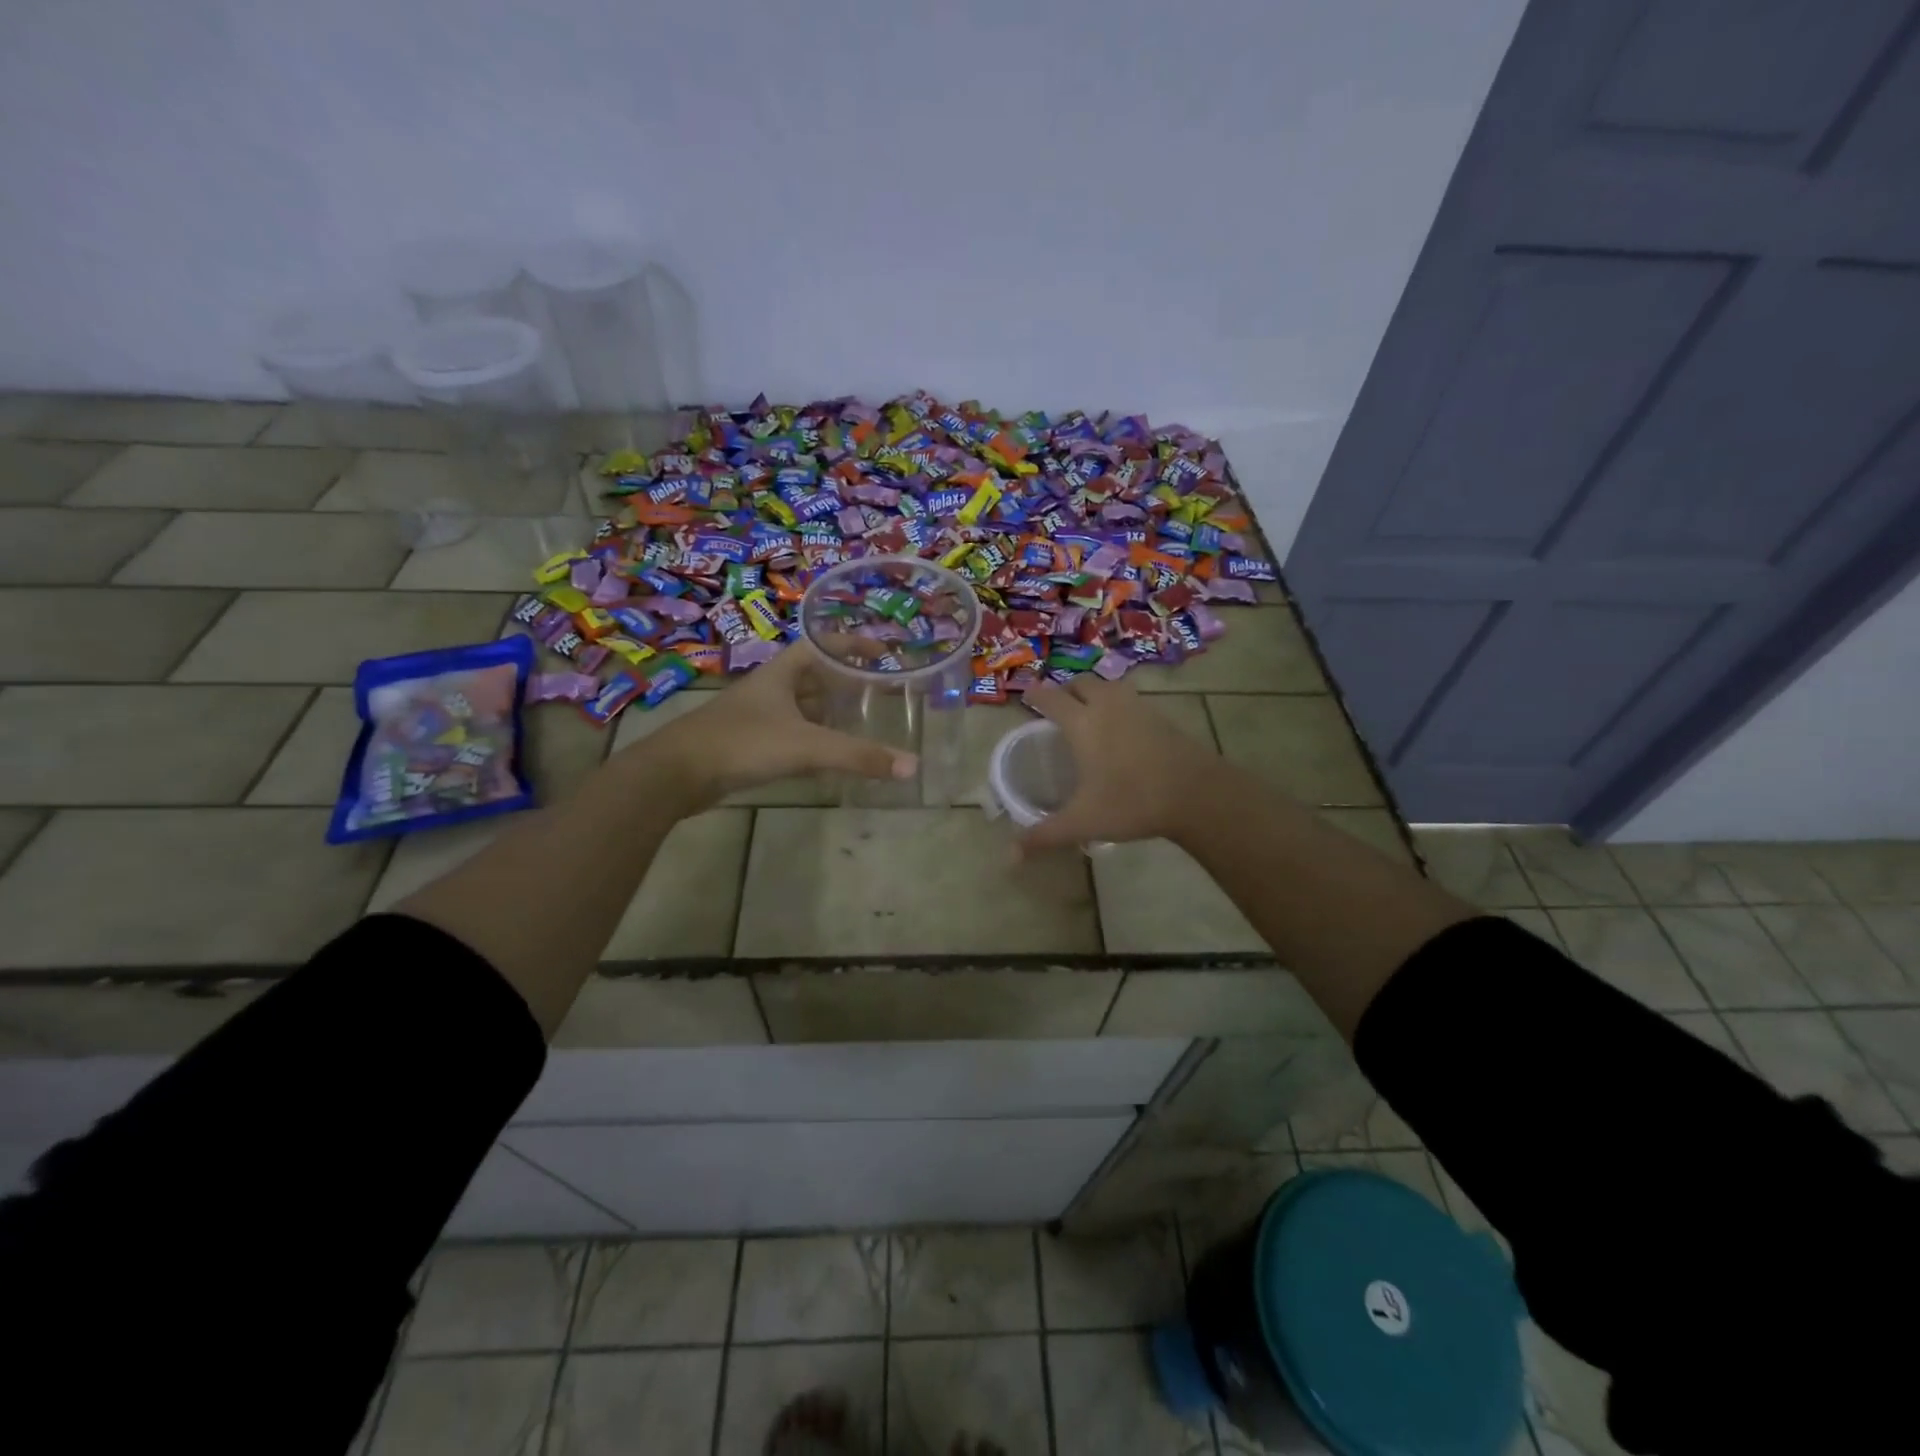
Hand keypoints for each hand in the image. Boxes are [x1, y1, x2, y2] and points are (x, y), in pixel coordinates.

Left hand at [637, 643, 917, 808]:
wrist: (677, 773)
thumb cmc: (743, 743)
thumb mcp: (807, 746)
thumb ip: (858, 756)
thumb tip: (912, 766)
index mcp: (781, 674)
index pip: (821, 646)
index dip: (851, 644)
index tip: (880, 651)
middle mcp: (768, 689)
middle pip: (812, 676)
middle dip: (843, 681)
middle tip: (876, 692)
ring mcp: (754, 716)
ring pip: (799, 707)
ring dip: (826, 712)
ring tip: (858, 722)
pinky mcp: (746, 743)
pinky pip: (787, 733)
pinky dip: (810, 738)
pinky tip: (823, 755)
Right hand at [1017, 676, 1218, 856]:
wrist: (1196, 794)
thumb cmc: (1132, 802)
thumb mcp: (1083, 822)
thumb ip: (1044, 836)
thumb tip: (1010, 857)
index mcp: (1082, 724)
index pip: (1051, 698)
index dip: (1035, 695)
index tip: (1026, 695)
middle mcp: (1108, 707)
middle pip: (1082, 684)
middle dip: (1066, 690)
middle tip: (1058, 707)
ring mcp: (1138, 708)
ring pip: (1109, 687)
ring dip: (1094, 693)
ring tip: (1089, 713)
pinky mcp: (1161, 716)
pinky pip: (1131, 700)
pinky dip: (1118, 705)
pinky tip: (1121, 729)